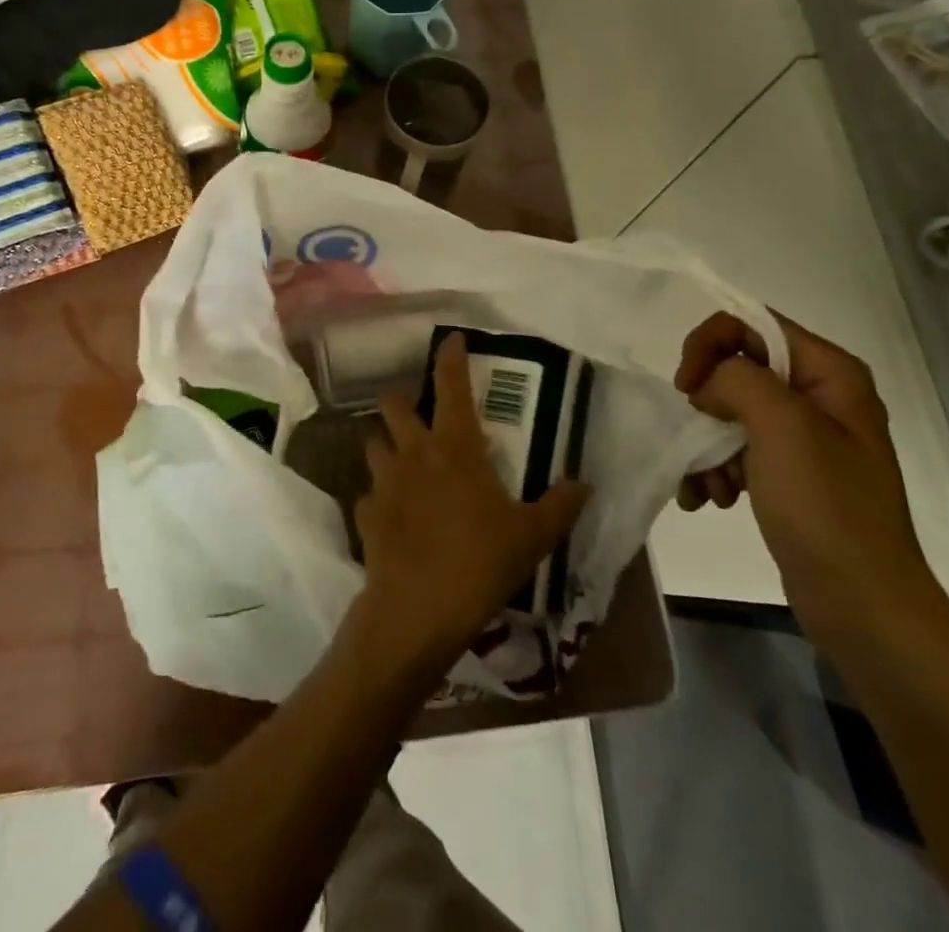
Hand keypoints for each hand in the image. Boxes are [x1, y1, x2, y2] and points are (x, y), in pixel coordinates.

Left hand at [352, 334, 589, 674]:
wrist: (418, 609)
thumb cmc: (480, 562)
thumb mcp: (532, 536)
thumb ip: (560, 505)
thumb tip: (583, 484)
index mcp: (455, 446)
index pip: (451, 385)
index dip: (450, 357)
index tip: (450, 338)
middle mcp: (414, 452)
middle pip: (393, 405)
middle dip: (402, 402)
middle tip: (419, 416)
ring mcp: (384, 481)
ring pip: (373, 443)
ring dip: (386, 445)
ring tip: (402, 463)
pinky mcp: (365, 512)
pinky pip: (368, 493)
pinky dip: (379, 497)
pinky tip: (393, 516)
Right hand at [674, 312, 937, 650]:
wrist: (862, 605)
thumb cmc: (826, 507)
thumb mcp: (782, 426)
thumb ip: (737, 378)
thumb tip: (709, 381)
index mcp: (829, 372)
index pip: (751, 324)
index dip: (710, 345)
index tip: (686, 387)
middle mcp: (819, 396)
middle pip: (737, 367)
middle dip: (706, 403)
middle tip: (695, 435)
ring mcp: (805, 438)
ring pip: (730, 412)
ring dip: (706, 445)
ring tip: (706, 487)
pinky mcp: (790, 474)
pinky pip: (737, 450)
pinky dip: (714, 469)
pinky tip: (708, 500)